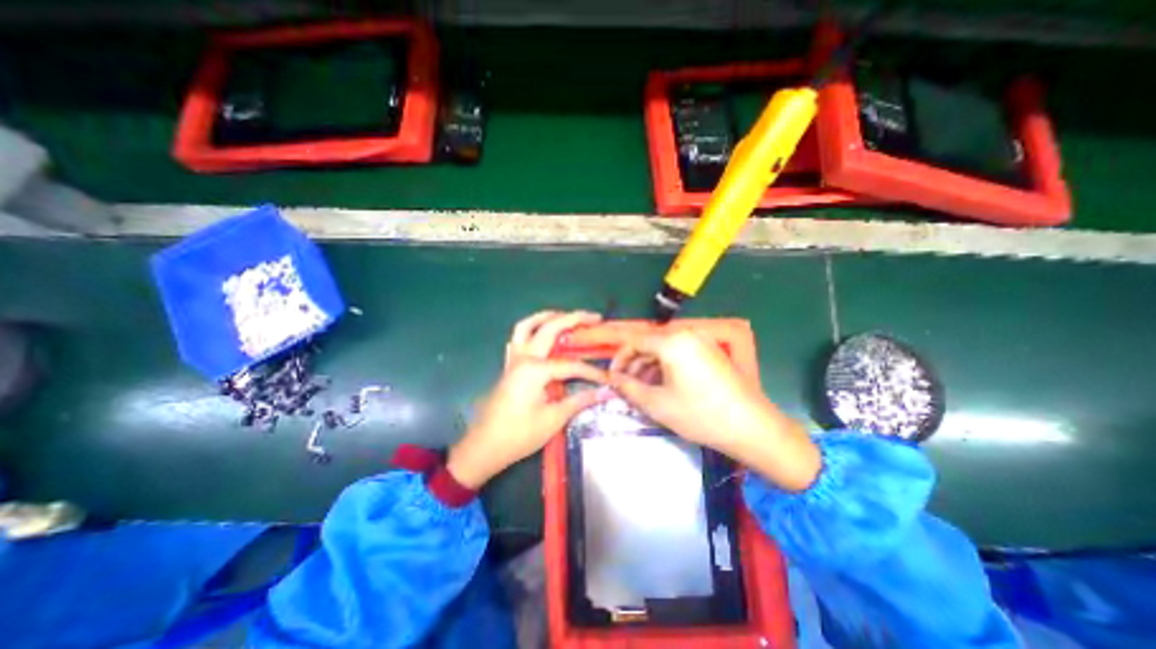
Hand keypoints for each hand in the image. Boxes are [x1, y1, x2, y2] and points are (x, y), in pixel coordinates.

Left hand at [442, 312, 605, 487]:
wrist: (485, 446)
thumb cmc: (519, 435)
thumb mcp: (553, 419)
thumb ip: (579, 401)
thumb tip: (605, 392)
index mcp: (535, 369)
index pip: (571, 365)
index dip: (592, 371)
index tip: (608, 379)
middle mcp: (524, 357)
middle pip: (550, 328)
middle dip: (574, 318)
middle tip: (594, 317)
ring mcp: (513, 359)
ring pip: (526, 326)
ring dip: (546, 316)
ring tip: (565, 316)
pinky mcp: (509, 366)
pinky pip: (517, 338)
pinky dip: (530, 330)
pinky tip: (541, 336)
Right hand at [607, 329, 822, 491]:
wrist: (751, 427)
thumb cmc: (699, 414)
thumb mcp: (657, 403)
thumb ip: (628, 387)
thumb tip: (612, 379)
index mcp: (672, 341)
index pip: (634, 341)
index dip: (619, 358)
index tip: (612, 377)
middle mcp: (687, 334)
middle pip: (650, 344)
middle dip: (634, 364)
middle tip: (625, 386)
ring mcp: (702, 341)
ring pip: (665, 349)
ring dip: (649, 366)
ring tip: (642, 389)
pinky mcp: (712, 351)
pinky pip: (680, 353)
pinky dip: (666, 366)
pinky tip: (662, 385)